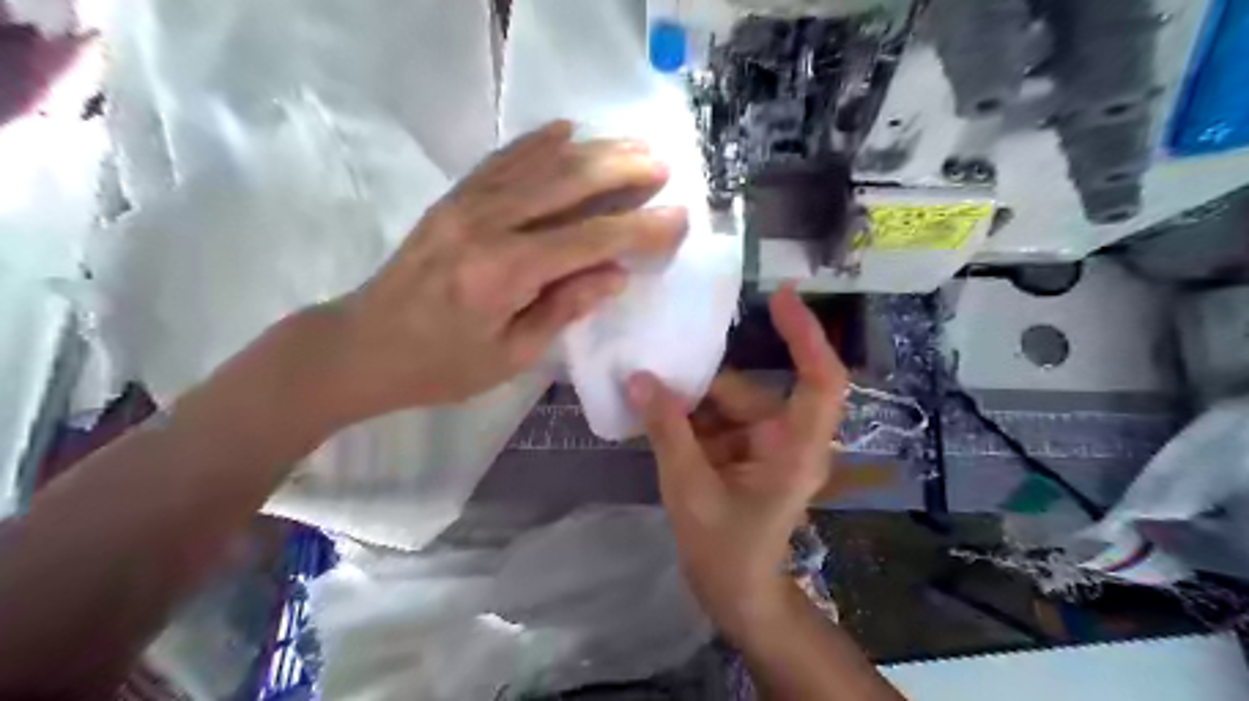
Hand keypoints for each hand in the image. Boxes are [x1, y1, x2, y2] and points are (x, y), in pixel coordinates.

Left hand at [313, 120, 682, 426]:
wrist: (360, 346)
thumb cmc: (439, 367)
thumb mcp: (509, 356)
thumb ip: (563, 309)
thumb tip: (615, 274)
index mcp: (504, 273)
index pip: (589, 240)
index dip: (639, 230)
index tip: (678, 218)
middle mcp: (487, 224)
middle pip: (567, 183)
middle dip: (621, 171)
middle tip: (662, 166)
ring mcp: (465, 204)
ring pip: (539, 163)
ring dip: (591, 151)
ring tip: (631, 146)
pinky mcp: (452, 198)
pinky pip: (501, 159)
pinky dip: (537, 142)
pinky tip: (565, 130)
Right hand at [623, 286, 848, 639]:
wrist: (736, 597)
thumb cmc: (725, 551)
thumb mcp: (689, 488)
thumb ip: (667, 429)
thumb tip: (639, 379)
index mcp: (796, 448)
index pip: (821, 379)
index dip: (806, 335)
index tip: (781, 296)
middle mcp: (788, 439)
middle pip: (749, 391)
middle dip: (702, 386)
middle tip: (652, 370)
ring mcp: (766, 447)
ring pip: (727, 406)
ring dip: (688, 404)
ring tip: (644, 396)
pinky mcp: (746, 455)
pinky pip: (717, 422)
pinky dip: (689, 419)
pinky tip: (655, 417)